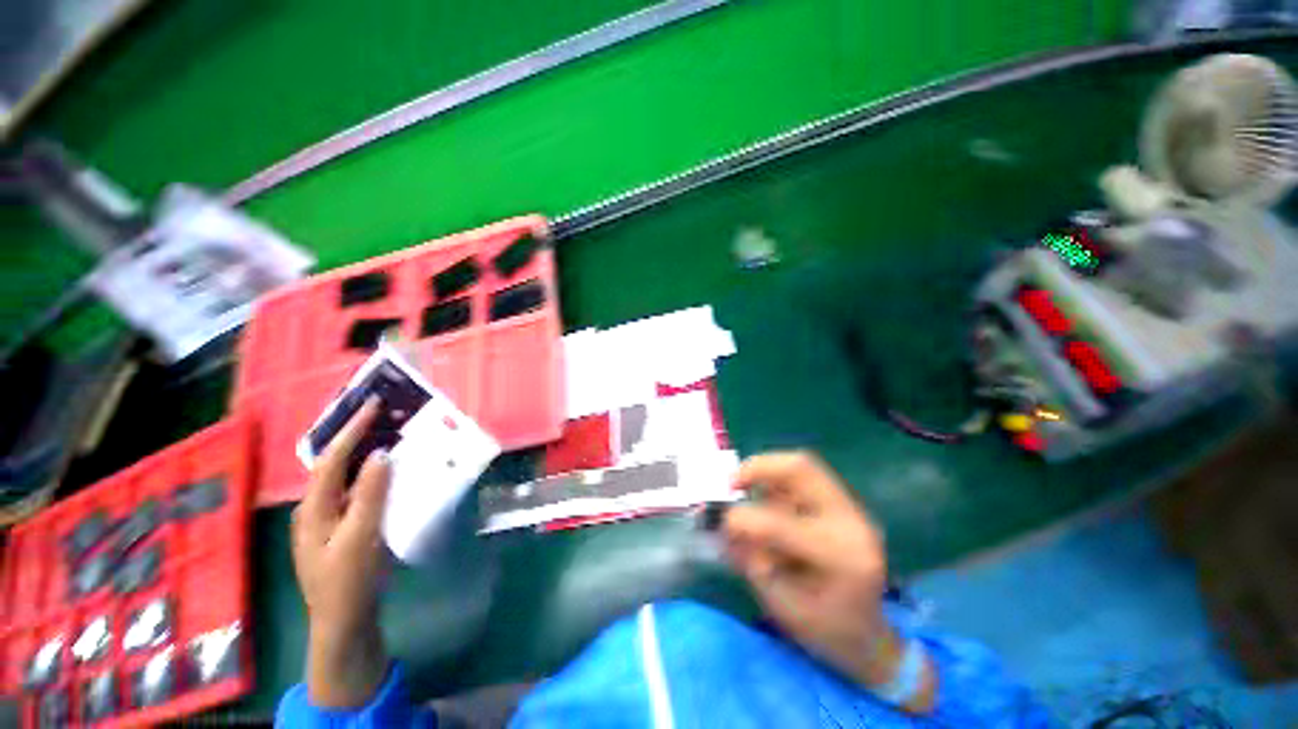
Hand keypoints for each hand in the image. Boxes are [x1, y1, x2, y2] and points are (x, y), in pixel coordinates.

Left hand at [291, 400, 391, 707]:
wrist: (344, 624)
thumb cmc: (348, 583)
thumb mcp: (360, 538)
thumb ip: (369, 495)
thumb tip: (380, 454)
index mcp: (313, 509)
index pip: (331, 459)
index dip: (351, 430)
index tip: (374, 405)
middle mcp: (315, 509)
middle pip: (332, 464)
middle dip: (353, 436)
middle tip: (380, 414)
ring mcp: (327, 520)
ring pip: (344, 477)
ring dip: (363, 453)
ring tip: (386, 433)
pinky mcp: (342, 528)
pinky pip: (355, 491)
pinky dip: (370, 474)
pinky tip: (387, 472)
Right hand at [722, 451, 933, 711]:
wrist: (870, 635)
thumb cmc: (826, 630)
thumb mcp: (782, 606)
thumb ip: (752, 560)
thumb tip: (726, 523)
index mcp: (841, 558)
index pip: (780, 525)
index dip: (742, 520)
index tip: (723, 524)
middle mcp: (850, 521)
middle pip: (801, 469)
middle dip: (758, 468)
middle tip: (732, 483)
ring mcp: (851, 508)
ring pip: (802, 465)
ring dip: (766, 473)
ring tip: (747, 490)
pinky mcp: (844, 502)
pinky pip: (804, 475)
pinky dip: (777, 480)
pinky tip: (767, 499)